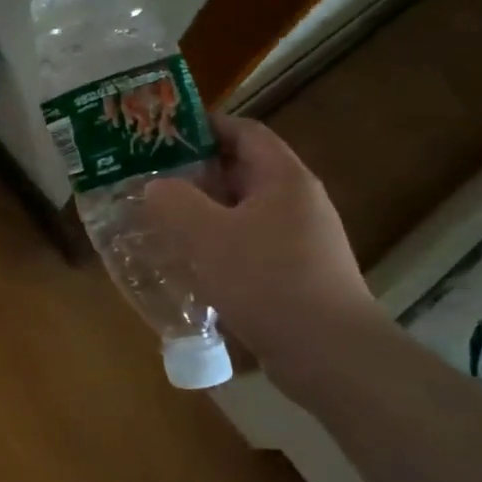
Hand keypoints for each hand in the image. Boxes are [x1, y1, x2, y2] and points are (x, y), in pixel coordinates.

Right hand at [144, 114, 380, 363]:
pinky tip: (189, 263)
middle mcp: (297, 201)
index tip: (162, 133)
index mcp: (283, 178)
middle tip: (150, 179)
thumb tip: (157, 186)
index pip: (243, 131)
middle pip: (241, 171)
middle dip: (195, 172)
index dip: (203, 126)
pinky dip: (218, 245)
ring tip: (160, 220)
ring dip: (203, 212)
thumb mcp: (207, 234)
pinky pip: (249, 245)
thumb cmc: (267, 281)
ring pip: (242, 211)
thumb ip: (174, 201)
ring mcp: (301, 240)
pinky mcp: (296, 274)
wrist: (331, 355)